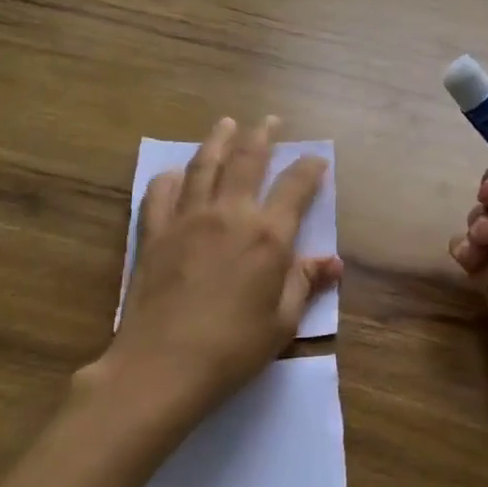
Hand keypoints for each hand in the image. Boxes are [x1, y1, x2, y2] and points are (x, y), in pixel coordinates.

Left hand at [101, 116, 341, 421]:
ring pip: (204, 166)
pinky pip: (161, 194)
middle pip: (247, 161)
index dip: (310, 167)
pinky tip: (174, 174)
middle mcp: (230, 214)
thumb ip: (304, 283)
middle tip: (270, 120)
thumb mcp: (282, 322)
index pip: (296, 186)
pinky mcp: (155, 234)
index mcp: (268, 235)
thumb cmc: (233, 349)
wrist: (162, 366)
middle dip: (262, 136)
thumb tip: (333, 262)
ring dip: (218, 140)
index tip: (317, 159)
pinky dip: (170, 179)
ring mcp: (188, 219)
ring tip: (226, 123)